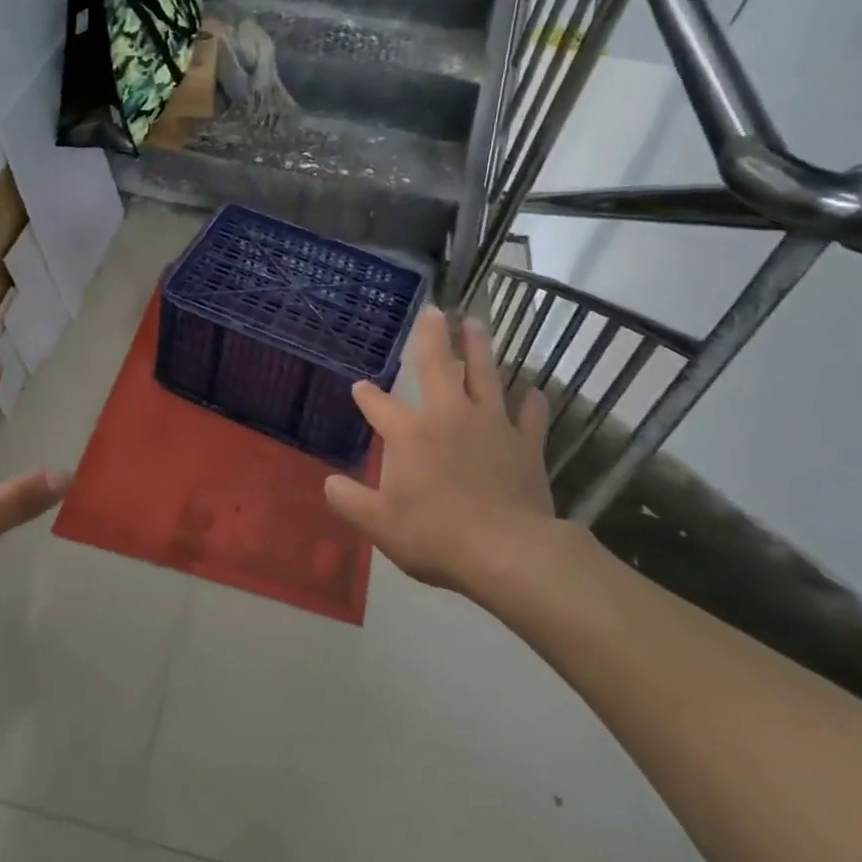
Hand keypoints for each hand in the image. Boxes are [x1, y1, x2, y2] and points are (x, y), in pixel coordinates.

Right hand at [324, 308, 571, 602]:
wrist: (507, 551)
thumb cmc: (435, 535)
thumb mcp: (379, 524)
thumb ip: (349, 500)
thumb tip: (329, 483)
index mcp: (410, 433)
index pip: (379, 405)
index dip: (366, 395)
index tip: (359, 386)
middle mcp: (449, 416)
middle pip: (438, 366)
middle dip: (432, 336)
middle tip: (434, 309)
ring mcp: (491, 425)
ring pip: (486, 375)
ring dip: (479, 347)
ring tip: (475, 323)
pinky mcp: (525, 443)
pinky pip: (530, 414)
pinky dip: (531, 400)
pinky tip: (533, 389)